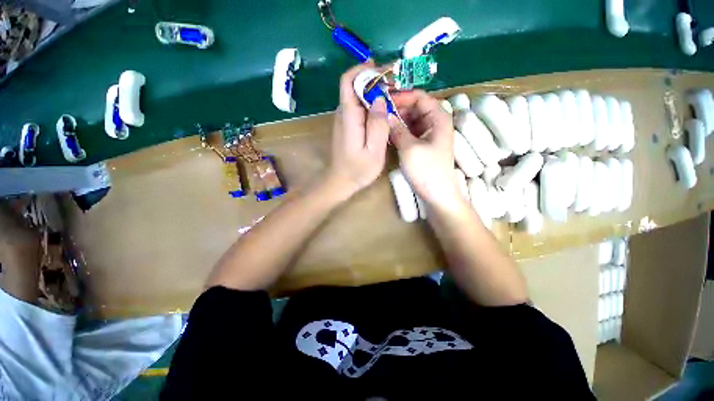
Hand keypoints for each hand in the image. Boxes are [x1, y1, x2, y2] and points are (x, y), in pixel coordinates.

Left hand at [326, 63, 389, 199]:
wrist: (340, 182)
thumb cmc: (357, 170)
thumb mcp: (373, 151)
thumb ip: (377, 125)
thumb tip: (380, 99)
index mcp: (349, 116)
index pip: (348, 81)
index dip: (363, 69)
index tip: (383, 69)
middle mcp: (344, 113)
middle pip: (356, 86)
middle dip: (376, 80)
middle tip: (398, 84)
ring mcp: (345, 120)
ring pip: (359, 97)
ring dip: (376, 92)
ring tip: (396, 96)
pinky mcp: (348, 126)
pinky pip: (360, 108)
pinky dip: (373, 104)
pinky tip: (386, 111)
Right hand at [390, 90, 461, 209]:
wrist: (437, 195)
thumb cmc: (427, 171)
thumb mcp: (409, 148)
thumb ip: (397, 129)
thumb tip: (385, 115)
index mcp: (438, 118)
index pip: (420, 97)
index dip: (402, 96)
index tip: (383, 101)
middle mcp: (436, 123)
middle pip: (416, 108)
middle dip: (398, 109)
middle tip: (379, 114)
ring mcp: (430, 135)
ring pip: (412, 121)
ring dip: (398, 121)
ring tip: (381, 124)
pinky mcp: (424, 146)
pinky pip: (411, 132)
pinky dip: (400, 132)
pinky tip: (389, 136)